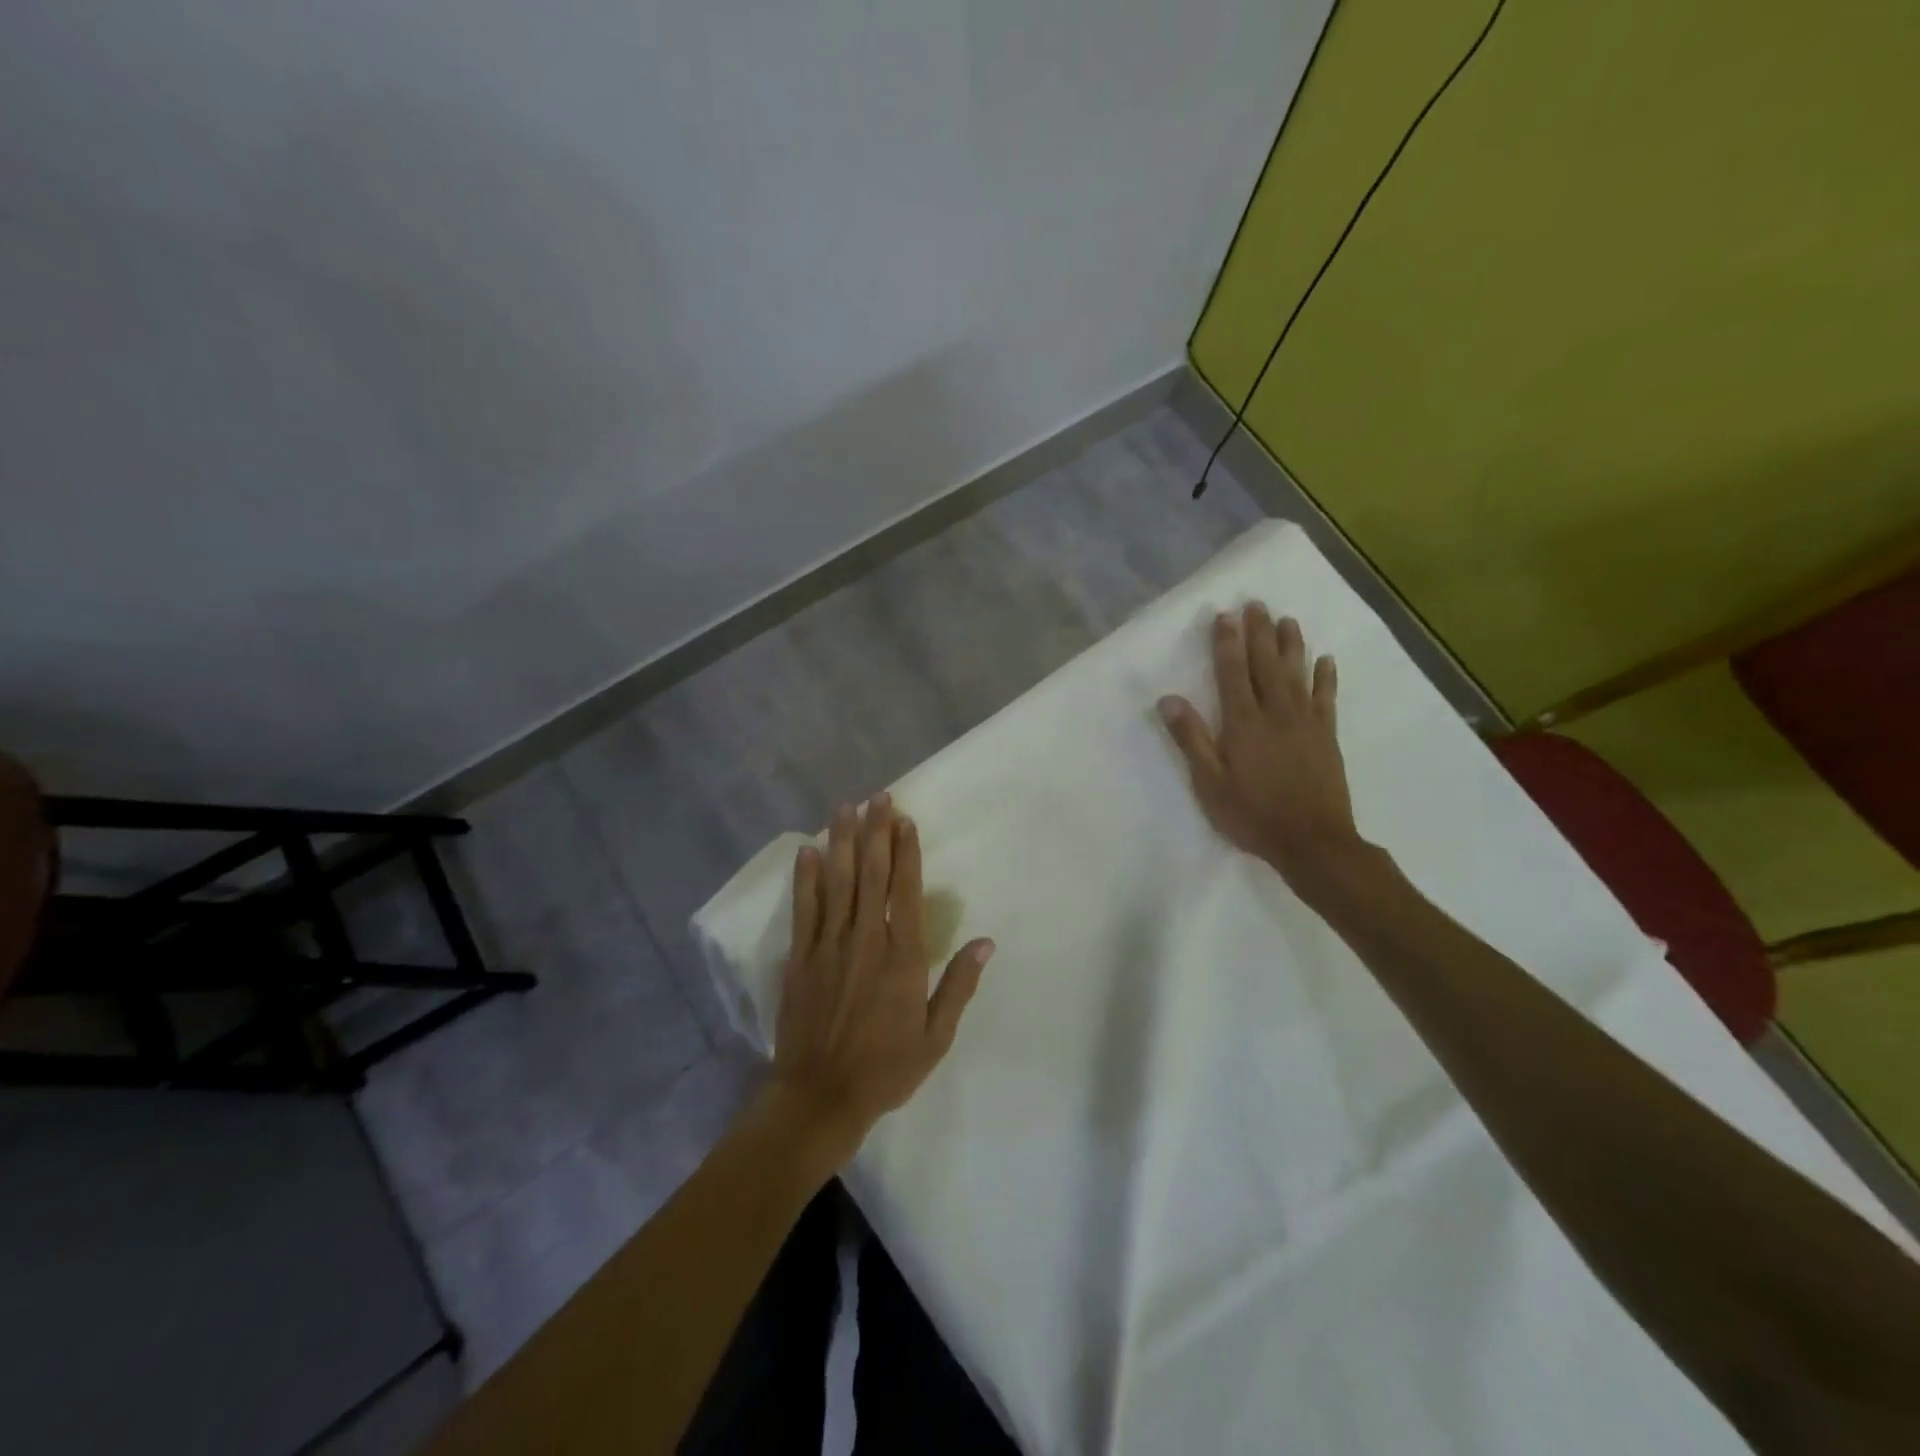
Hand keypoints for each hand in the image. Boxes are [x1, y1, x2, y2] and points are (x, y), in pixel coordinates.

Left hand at [765, 793, 995, 1164]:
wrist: (820, 1096)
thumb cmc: (886, 1068)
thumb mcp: (935, 1036)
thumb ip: (958, 985)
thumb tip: (985, 942)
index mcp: (902, 957)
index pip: (905, 891)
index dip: (906, 852)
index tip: (905, 819)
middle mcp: (866, 940)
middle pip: (872, 875)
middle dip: (876, 832)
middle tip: (878, 796)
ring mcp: (829, 946)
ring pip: (838, 882)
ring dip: (843, 842)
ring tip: (845, 807)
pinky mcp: (801, 958)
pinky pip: (805, 909)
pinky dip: (806, 878)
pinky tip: (808, 851)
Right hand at [1159, 605, 1364, 899]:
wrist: (1313, 842)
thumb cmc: (1252, 815)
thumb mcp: (1209, 783)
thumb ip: (1191, 739)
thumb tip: (1168, 699)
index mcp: (1244, 723)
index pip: (1233, 673)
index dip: (1227, 643)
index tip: (1225, 616)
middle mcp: (1276, 713)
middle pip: (1266, 664)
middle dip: (1259, 633)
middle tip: (1256, 604)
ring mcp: (1305, 723)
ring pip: (1297, 674)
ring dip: (1291, 645)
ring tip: (1287, 619)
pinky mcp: (1326, 736)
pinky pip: (1326, 698)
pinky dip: (1326, 677)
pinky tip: (1325, 659)